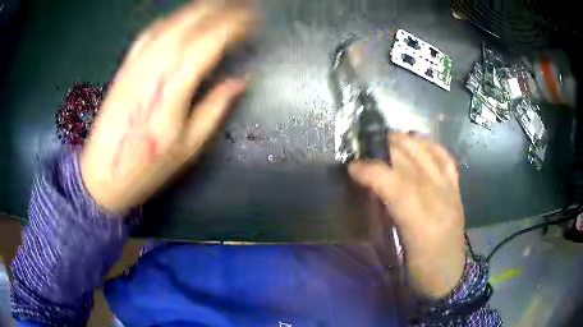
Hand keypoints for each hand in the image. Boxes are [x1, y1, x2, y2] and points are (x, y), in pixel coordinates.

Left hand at [80, 0, 254, 211]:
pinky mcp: (125, 66)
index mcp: (173, 87)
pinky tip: (182, 18)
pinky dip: (171, 20)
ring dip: (198, 9)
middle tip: (243, 7)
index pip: (210, 42)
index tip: (255, 22)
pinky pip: (150, 32)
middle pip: (191, 23)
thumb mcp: (188, 147)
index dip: (235, 27)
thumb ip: (215, 108)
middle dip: (221, 10)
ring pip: (171, 22)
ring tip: (220, 5)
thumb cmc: (146, 168)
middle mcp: (154, 66)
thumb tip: (241, 81)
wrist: (102, 175)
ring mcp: (137, 63)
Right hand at [348, 133, 465, 298]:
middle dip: (387, 148)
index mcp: (421, 223)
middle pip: (413, 164)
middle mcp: (439, 201)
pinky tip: (420, 142)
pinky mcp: (457, 191)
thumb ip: (387, 218)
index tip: (352, 167)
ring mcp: (450, 192)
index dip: (372, 171)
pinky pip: (447, 161)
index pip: (396, 186)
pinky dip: (433, 147)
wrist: (451, 277)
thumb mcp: (399, 250)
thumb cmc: (421, 270)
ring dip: (407, 142)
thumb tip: (372, 191)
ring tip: (389, 138)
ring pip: (429, 156)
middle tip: (366, 147)